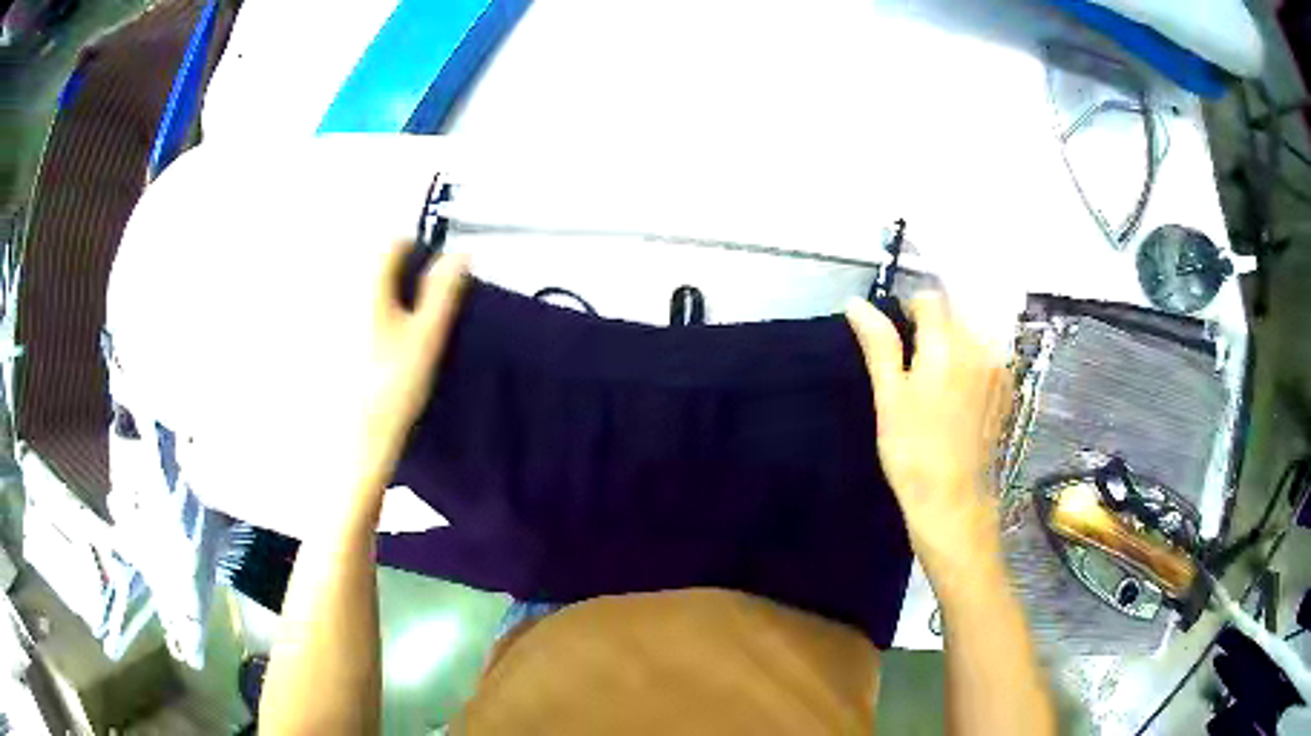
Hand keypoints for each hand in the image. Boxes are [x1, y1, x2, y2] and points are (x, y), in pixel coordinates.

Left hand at [352, 242, 468, 497]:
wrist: (357, 440)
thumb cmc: (394, 386)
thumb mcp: (427, 335)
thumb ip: (444, 290)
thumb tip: (460, 254)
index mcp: (366, 284)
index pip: (393, 244)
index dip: (419, 252)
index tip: (433, 278)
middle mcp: (341, 293)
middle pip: (374, 265)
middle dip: (399, 277)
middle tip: (418, 312)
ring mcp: (328, 319)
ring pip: (361, 291)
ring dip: (383, 299)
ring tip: (397, 336)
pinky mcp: (323, 343)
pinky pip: (348, 316)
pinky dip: (364, 322)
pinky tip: (375, 354)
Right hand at [845, 294, 1010, 584]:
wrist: (952, 499)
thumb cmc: (912, 449)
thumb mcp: (889, 396)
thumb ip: (878, 343)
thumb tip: (856, 303)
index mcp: (948, 344)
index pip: (930, 299)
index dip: (910, 311)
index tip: (898, 338)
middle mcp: (980, 346)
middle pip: (955, 313)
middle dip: (934, 328)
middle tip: (914, 366)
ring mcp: (998, 368)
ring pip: (972, 334)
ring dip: (954, 344)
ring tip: (936, 381)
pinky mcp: (1006, 388)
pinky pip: (987, 356)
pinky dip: (971, 362)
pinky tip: (958, 394)